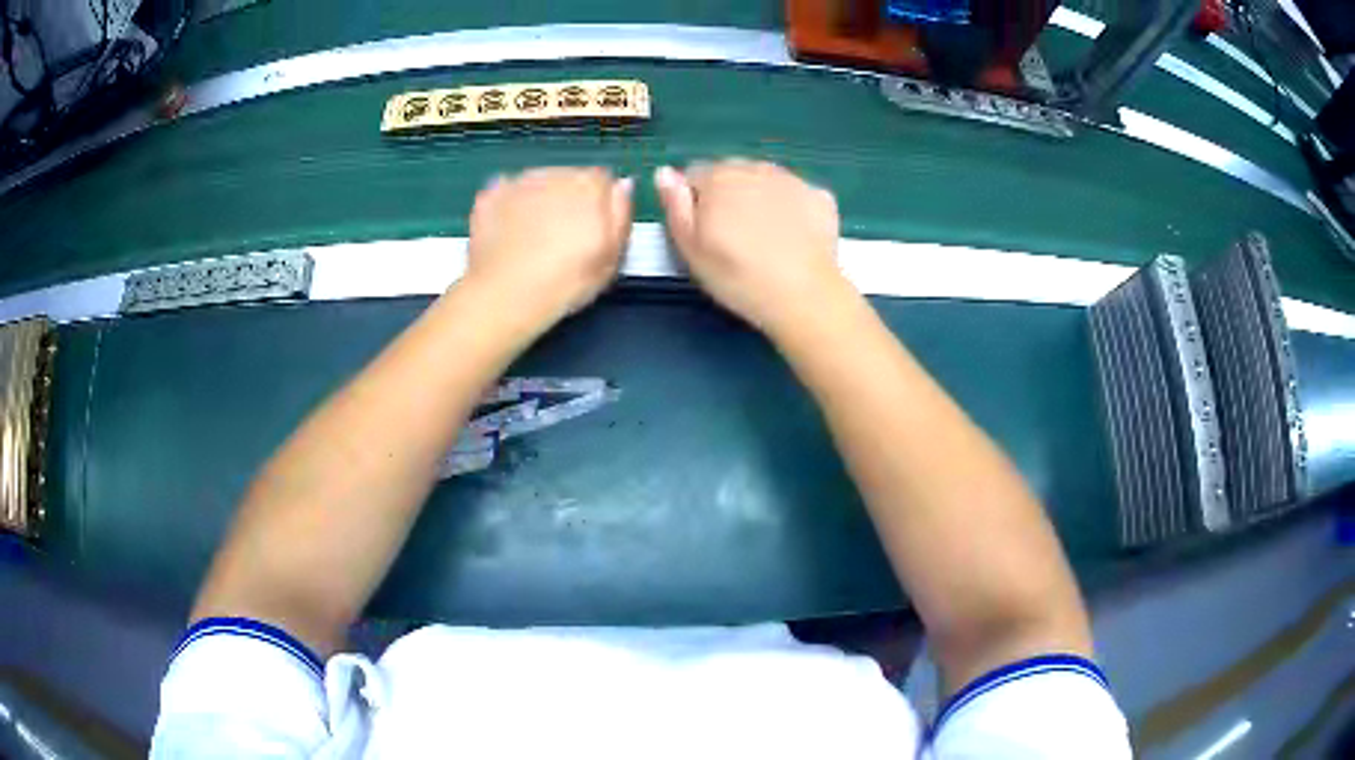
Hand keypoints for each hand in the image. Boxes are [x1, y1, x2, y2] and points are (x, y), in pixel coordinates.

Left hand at [465, 167, 632, 332]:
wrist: (505, 295)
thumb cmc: (565, 282)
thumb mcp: (612, 257)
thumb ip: (621, 214)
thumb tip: (623, 184)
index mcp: (589, 185)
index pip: (602, 180)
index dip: (599, 204)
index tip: (592, 230)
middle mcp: (555, 173)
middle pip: (568, 177)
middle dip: (567, 199)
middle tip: (561, 238)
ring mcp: (518, 182)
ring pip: (537, 182)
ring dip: (539, 200)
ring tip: (533, 237)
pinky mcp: (489, 195)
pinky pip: (506, 192)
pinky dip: (509, 205)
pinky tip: (509, 232)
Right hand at [655, 160, 847, 337]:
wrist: (804, 295)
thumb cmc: (737, 276)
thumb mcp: (691, 248)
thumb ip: (675, 206)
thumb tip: (664, 173)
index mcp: (718, 177)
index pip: (694, 175)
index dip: (694, 203)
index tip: (704, 232)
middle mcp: (755, 168)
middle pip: (732, 173)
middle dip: (728, 195)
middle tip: (733, 237)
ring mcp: (792, 180)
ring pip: (765, 180)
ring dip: (760, 197)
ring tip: (764, 237)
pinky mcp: (821, 196)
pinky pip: (797, 194)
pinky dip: (793, 207)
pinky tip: (794, 236)